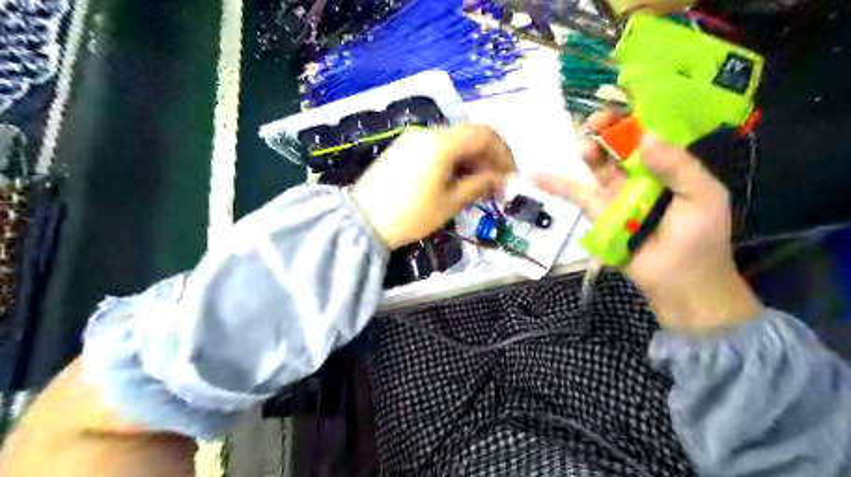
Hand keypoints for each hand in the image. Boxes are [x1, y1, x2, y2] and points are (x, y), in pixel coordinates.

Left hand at [351, 123, 510, 249]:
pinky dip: (452, 161)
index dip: (503, 152)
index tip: (511, 175)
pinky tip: (455, 180)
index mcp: (442, 142)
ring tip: (478, 186)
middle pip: (468, 136)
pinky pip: (436, 148)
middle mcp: (427, 133)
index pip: (484, 134)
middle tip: (496, 184)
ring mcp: (412, 140)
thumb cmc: (411, 214)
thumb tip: (499, 179)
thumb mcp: (450, 203)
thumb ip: (479, 185)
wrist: (362, 222)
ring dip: (470, 160)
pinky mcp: (402, 150)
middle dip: (487, 158)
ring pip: (452, 142)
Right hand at [533, 109, 761, 334]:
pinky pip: (576, 196)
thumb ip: (678, 166)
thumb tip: (646, 137)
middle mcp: (639, 177)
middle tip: (596, 123)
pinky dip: (557, 185)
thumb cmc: (700, 238)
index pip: (647, 136)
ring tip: (585, 147)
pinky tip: (537, 174)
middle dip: (606, 131)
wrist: (680, 281)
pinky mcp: (597, 214)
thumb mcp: (702, 196)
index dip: (632, 120)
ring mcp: (615, 195)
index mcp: (667, 167)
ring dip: (589, 154)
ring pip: (597, 168)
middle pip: (618, 147)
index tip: (620, 111)